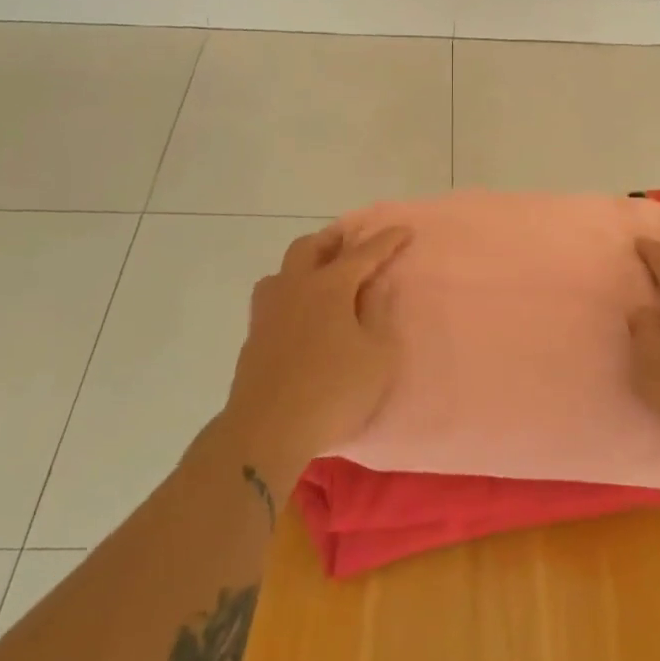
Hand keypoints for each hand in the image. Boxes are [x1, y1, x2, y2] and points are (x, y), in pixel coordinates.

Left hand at [220, 224, 411, 492]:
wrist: (268, 430)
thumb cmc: (334, 391)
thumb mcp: (377, 355)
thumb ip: (378, 314)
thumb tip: (374, 288)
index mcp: (329, 286)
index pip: (364, 253)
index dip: (387, 240)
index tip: (404, 230)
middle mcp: (295, 287)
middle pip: (311, 247)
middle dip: (335, 239)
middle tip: (354, 241)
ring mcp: (269, 310)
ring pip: (285, 268)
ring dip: (307, 260)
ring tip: (324, 272)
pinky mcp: (255, 334)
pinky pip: (274, 294)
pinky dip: (292, 288)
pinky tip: (301, 307)